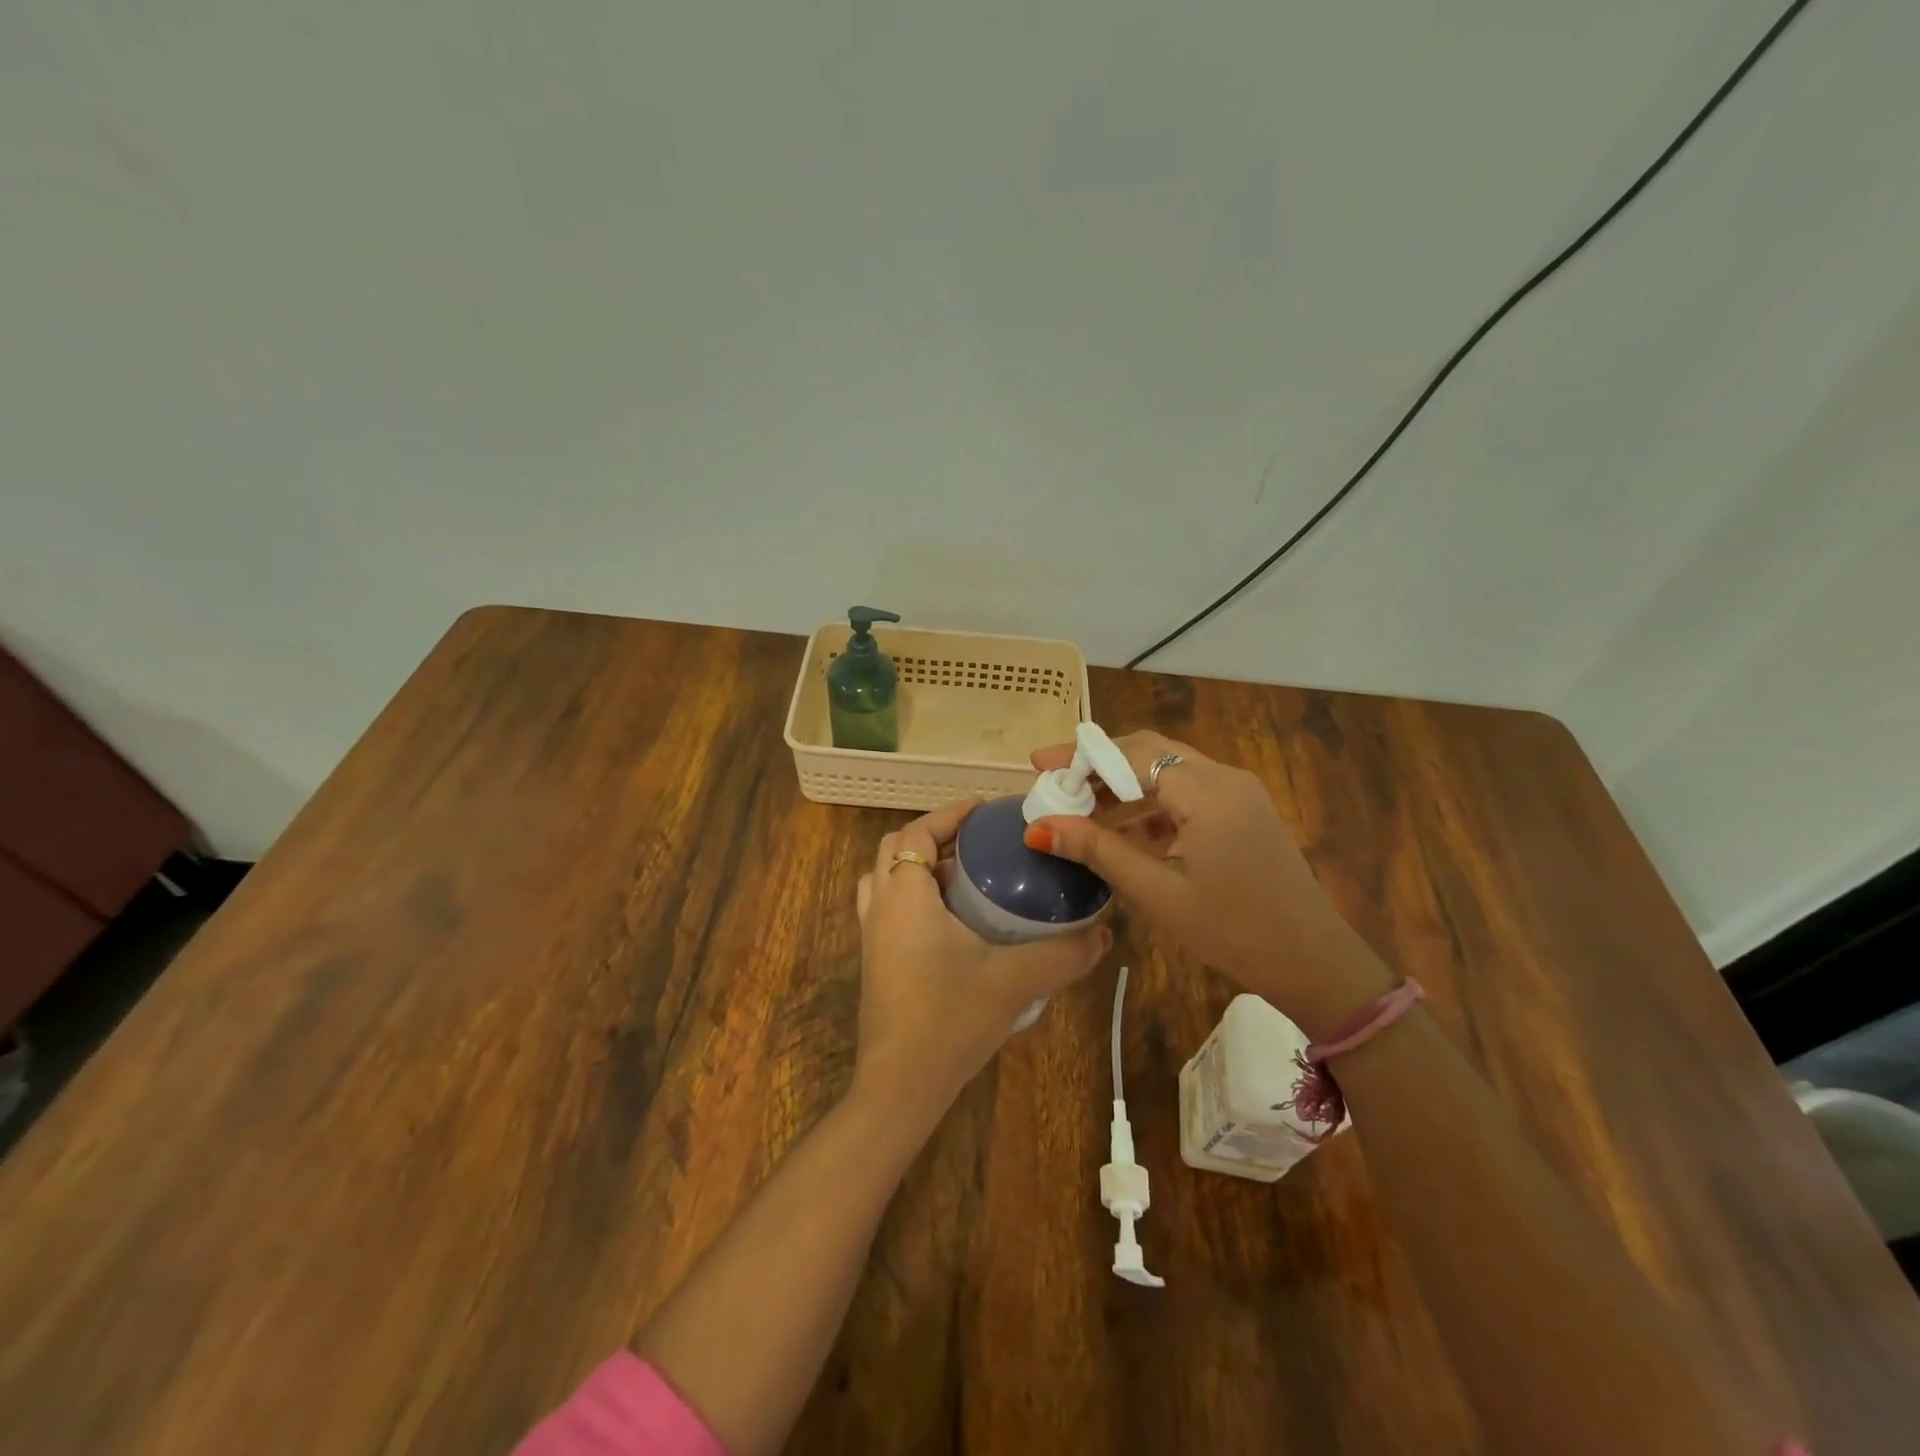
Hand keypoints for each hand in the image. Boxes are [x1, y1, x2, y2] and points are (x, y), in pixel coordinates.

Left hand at [852, 798, 1110, 1120]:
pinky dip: (912, 896)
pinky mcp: (874, 961)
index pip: (916, 834)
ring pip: (885, 879)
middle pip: (896, 849)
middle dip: (935, 837)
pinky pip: (887, 908)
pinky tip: (951, 921)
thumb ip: (1064, 955)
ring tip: (963, 875)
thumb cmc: (951, 1019)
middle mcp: (880, 907)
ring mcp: (871, 935)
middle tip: (978, 842)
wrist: (900, 1085)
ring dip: (919, 867)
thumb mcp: (1015, 981)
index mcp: (906, 896)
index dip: (948, 815)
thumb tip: (1104, 933)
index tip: (983, 810)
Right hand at [1026, 732, 1391, 1039]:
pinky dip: (1150, 804)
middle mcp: (1224, 778)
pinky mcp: (1242, 813)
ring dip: (1124, 785)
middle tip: (1056, 784)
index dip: (1080, 757)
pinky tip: (1124, 831)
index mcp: (1206, 791)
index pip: (1131, 754)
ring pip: (1168, 771)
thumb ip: (1098, 850)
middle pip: (1149, 752)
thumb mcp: (1158, 891)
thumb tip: (1038, 828)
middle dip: (1099, 765)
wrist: (1313, 962)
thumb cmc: (1233, 930)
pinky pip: (1187, 793)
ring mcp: (1237, 794)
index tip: (1039, 765)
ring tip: (1080, 810)